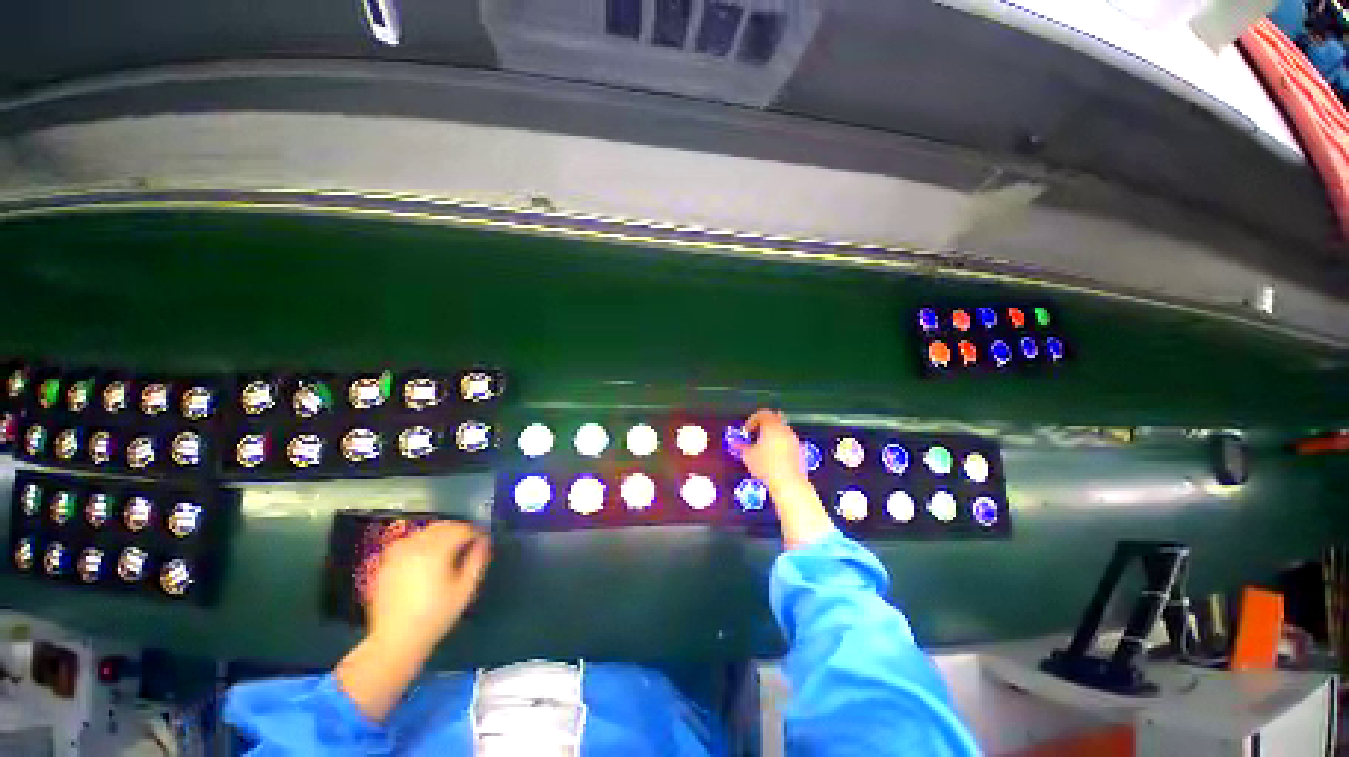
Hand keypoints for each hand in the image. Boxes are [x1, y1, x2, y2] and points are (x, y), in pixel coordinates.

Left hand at [366, 521, 490, 654]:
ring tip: (449, 550)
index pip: (462, 529)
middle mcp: (415, 546)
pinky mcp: (386, 562)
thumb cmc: (436, 615)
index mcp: (435, 550)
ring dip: (441, 535)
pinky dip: (422, 542)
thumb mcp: (465, 589)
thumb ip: (478, 560)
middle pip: (443, 526)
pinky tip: (427, 557)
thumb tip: (484, 541)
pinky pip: (409, 542)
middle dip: (458, 531)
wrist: (395, 640)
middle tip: (469, 543)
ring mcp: (397, 553)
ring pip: (426, 531)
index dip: (476, 533)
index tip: (483, 540)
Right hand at [735, 410, 835, 548]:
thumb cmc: (766, 466)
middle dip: (763, 426)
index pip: (763, 413)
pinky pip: (788, 441)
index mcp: (772, 426)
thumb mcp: (748, 456)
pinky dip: (780, 444)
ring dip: (772, 435)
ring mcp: (794, 439)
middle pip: (774, 420)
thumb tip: (735, 443)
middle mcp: (784, 429)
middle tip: (755, 436)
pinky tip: (774, 456)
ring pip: (782, 430)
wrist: (788, 483)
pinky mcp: (800, 450)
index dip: (753, 420)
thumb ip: (741, 446)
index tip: (747, 430)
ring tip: (763, 447)